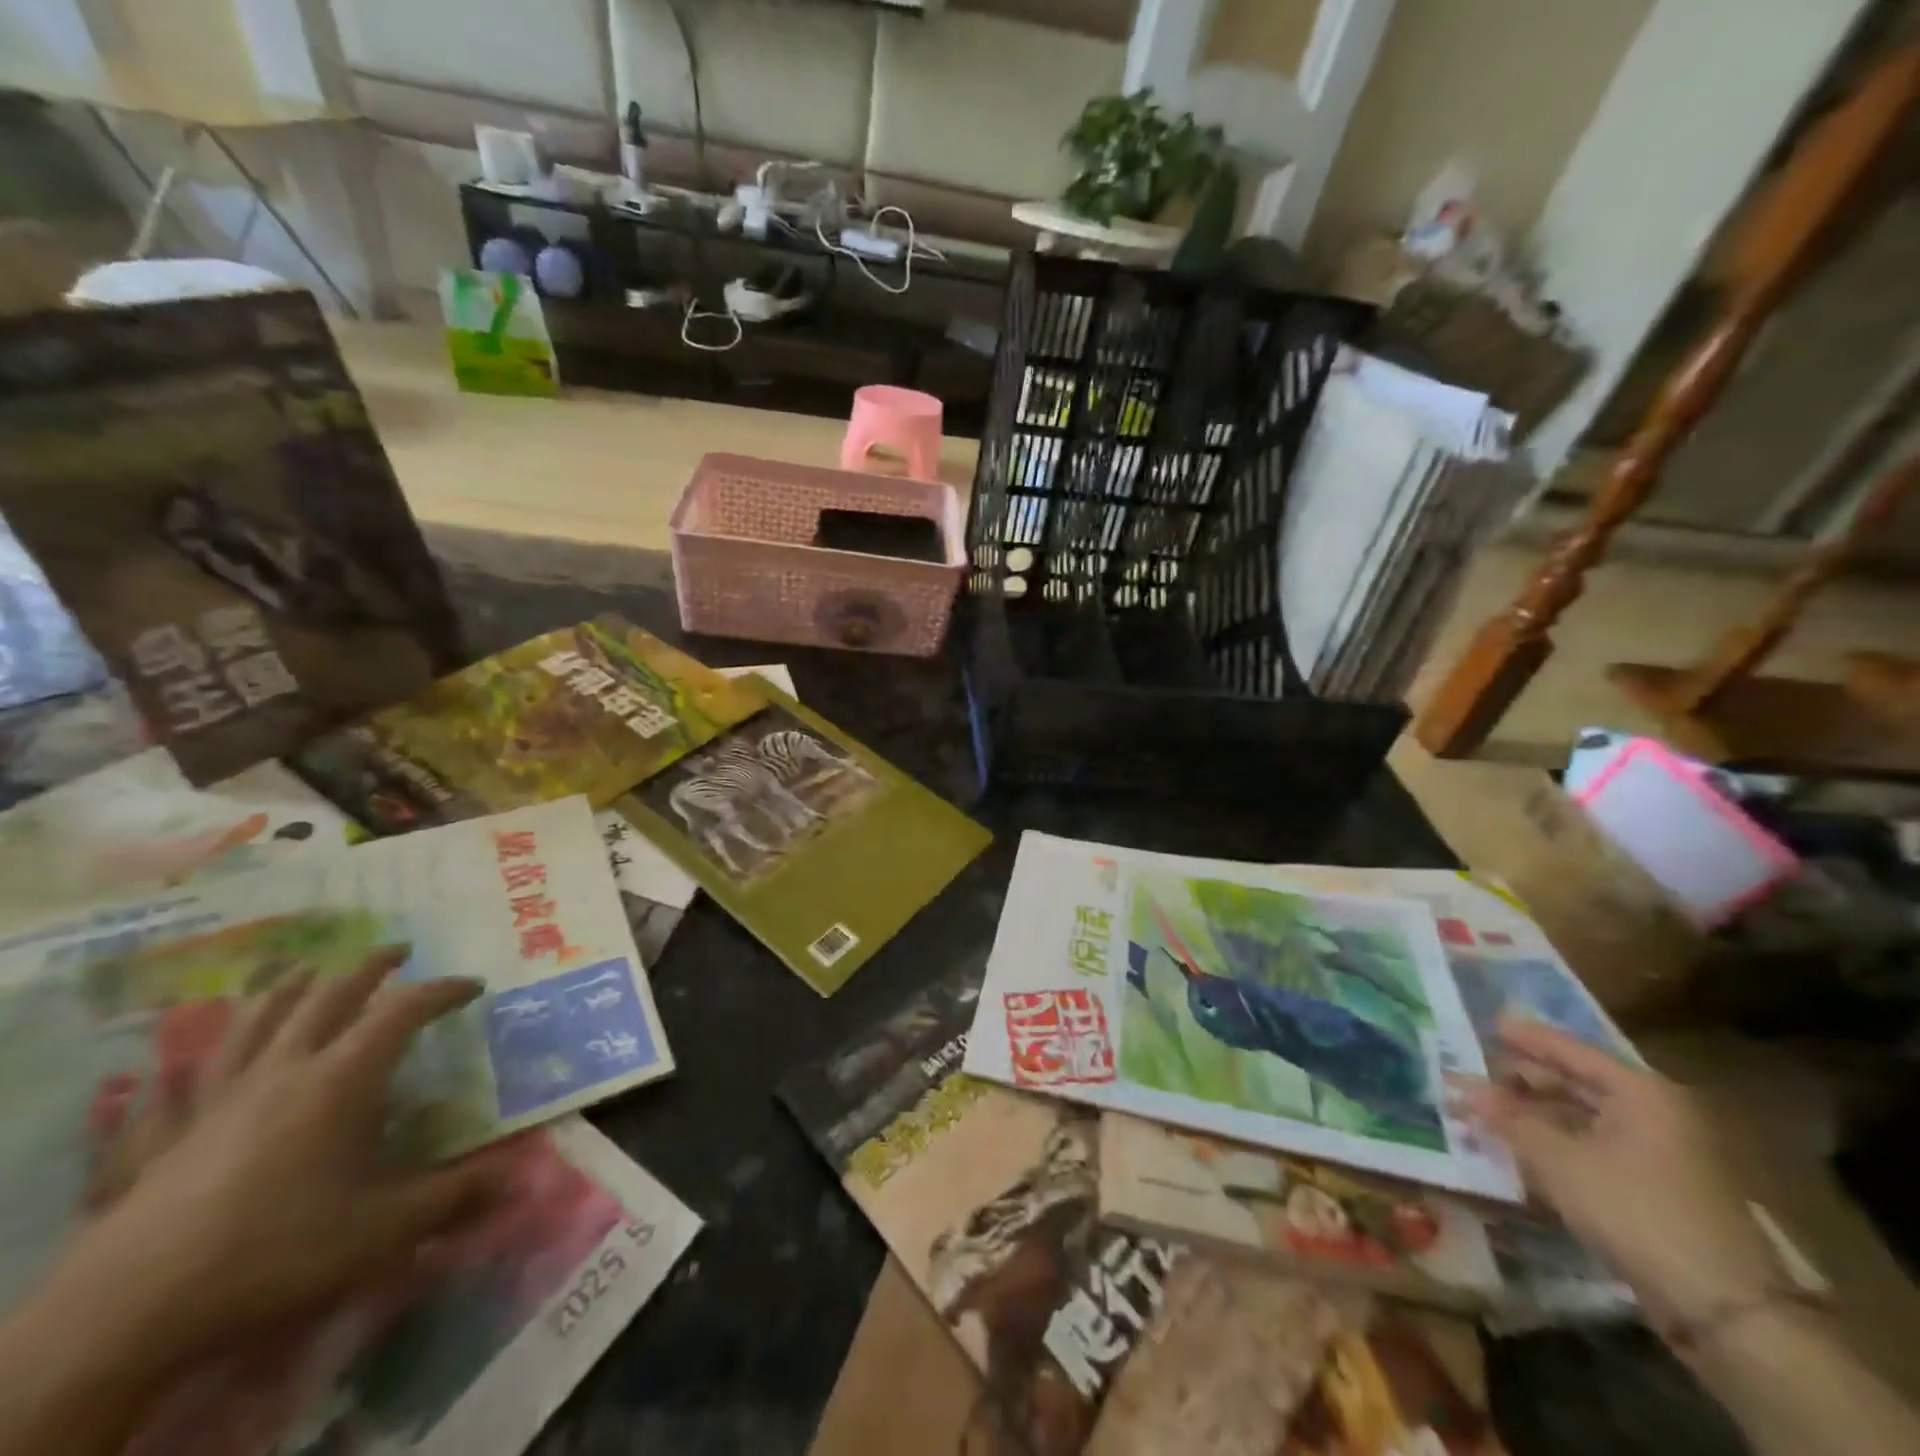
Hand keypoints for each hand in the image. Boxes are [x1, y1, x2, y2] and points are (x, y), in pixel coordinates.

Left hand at [64, 950, 502, 1361]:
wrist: (130, 1311)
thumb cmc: (279, 1249)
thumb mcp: (386, 1227)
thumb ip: (455, 1195)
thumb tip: (520, 1175)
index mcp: (342, 1079)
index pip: (403, 1011)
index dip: (442, 991)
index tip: (473, 986)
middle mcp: (284, 1071)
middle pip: (329, 997)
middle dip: (370, 968)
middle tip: (400, 950)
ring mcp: (220, 1098)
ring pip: (255, 1021)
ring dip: (288, 987)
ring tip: (305, 968)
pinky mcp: (170, 1135)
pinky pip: (186, 1078)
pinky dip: (199, 1055)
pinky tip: (192, 1054)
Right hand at [1457, 1017, 1780, 1330]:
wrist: (1724, 1309)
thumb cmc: (1635, 1210)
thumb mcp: (1559, 1160)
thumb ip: (1509, 1120)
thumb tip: (1465, 1089)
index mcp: (1642, 1094)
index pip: (1573, 1052)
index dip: (1528, 1039)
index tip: (1489, 1025)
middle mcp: (1657, 1114)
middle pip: (1580, 1083)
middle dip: (1526, 1079)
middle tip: (1479, 1072)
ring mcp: (1663, 1154)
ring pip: (1586, 1118)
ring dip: (1537, 1114)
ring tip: (1490, 1110)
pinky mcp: (1659, 1189)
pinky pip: (1597, 1147)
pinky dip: (1558, 1142)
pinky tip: (1523, 1147)